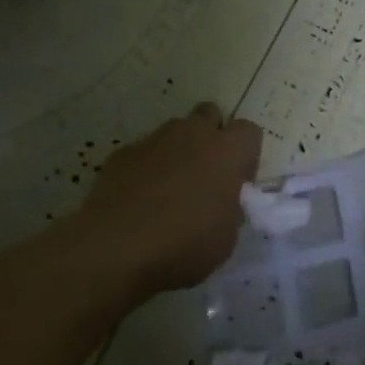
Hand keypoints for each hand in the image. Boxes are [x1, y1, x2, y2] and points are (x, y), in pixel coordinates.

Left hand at [81, 104, 262, 297]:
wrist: (115, 249)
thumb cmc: (184, 245)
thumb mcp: (227, 237)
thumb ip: (230, 208)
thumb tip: (221, 201)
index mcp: (227, 152)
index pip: (249, 131)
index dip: (246, 156)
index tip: (237, 183)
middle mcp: (192, 134)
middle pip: (210, 114)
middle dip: (211, 137)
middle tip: (205, 175)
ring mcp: (153, 140)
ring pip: (174, 132)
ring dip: (177, 152)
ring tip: (168, 191)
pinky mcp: (121, 154)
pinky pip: (142, 152)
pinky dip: (145, 169)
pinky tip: (137, 201)